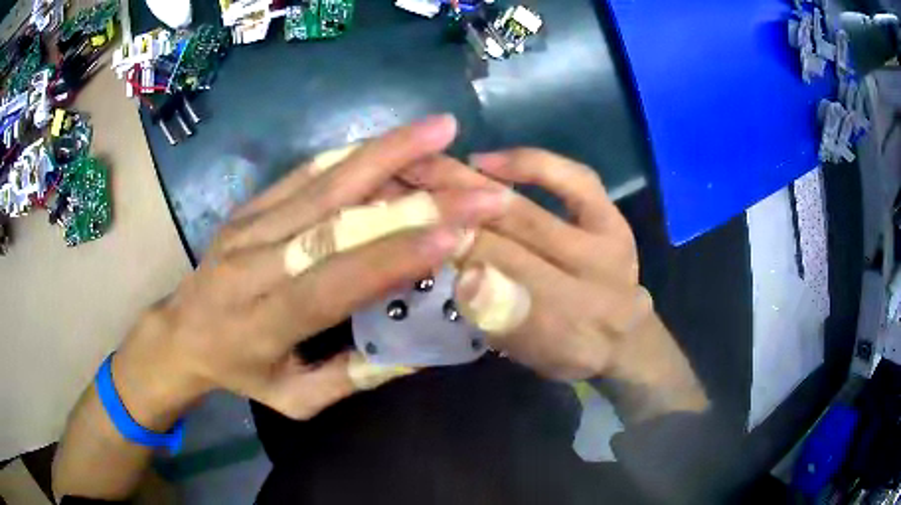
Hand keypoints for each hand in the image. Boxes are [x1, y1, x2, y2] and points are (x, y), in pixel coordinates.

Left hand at [111, 115, 510, 428]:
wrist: (179, 333)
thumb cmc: (240, 372)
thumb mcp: (293, 399)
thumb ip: (351, 379)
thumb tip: (417, 353)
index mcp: (264, 321)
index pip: (332, 281)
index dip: (392, 256)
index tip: (454, 233)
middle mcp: (253, 264)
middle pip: (334, 219)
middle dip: (412, 198)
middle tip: (473, 182)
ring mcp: (248, 225)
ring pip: (322, 181)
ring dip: (386, 152)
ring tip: (440, 130)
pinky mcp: (249, 205)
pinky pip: (303, 172)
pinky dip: (351, 153)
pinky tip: (391, 139)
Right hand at [402, 148, 706, 421]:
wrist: (626, 336)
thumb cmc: (570, 348)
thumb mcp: (529, 351)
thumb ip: (498, 318)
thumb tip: (462, 275)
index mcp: (565, 328)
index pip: (492, 278)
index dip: (446, 247)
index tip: (402, 220)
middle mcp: (588, 281)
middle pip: (503, 240)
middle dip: (447, 206)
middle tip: (397, 181)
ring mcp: (606, 241)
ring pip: (526, 208)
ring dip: (471, 184)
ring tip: (427, 165)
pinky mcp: (613, 217)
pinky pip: (574, 179)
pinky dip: (532, 164)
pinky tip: (490, 160)